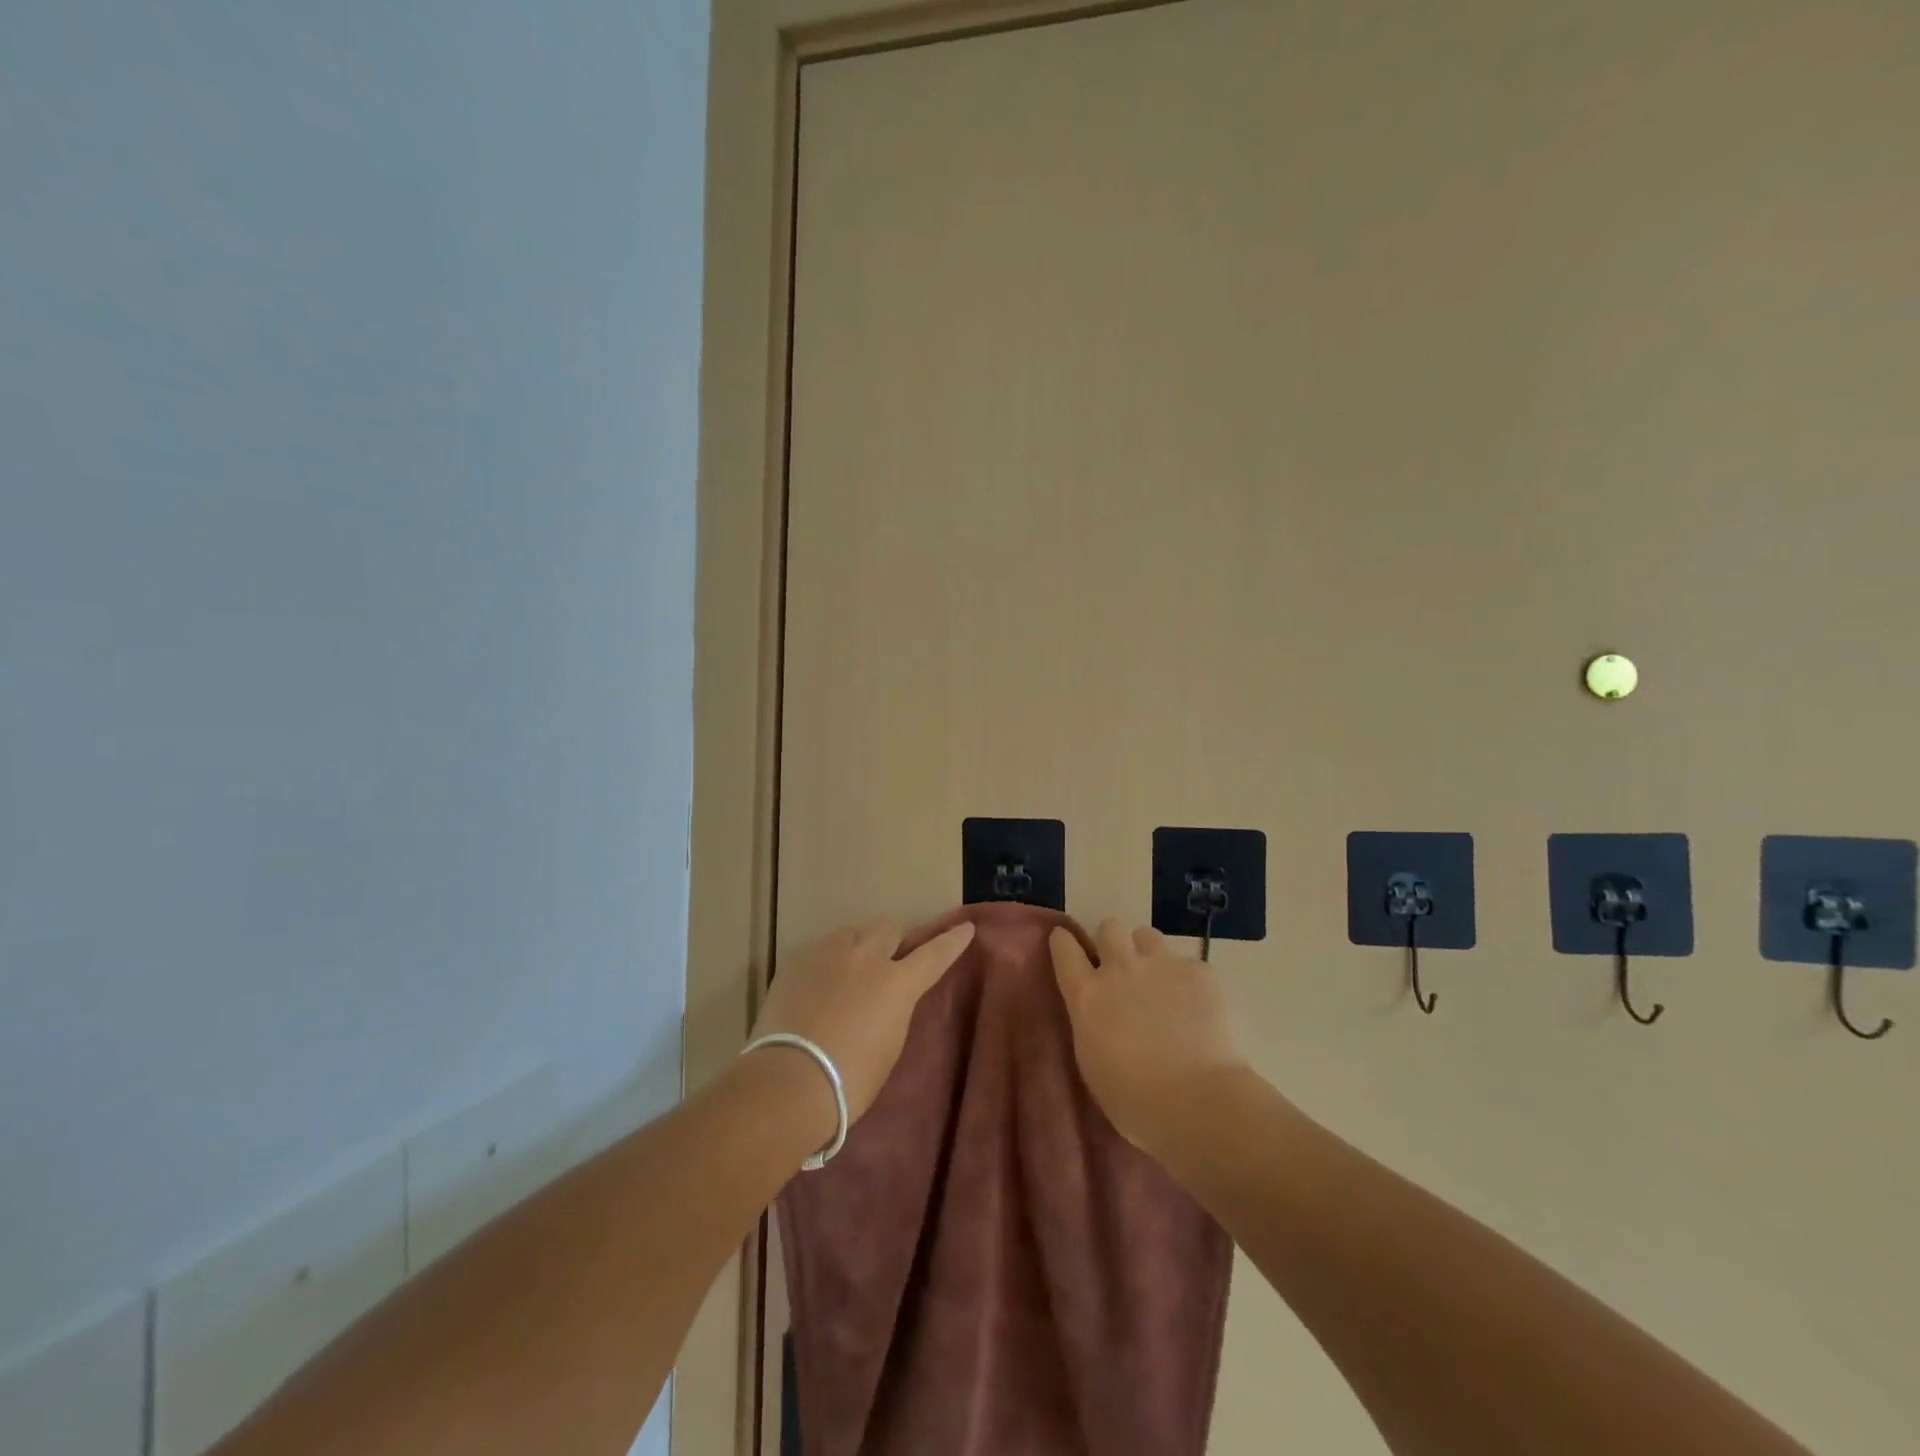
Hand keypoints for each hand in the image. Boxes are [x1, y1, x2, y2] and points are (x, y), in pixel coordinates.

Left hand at [748, 918, 975, 1129]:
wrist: (789, 1082)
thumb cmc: (850, 1080)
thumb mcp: (889, 1046)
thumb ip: (894, 1011)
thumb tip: (887, 999)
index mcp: (897, 983)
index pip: (934, 954)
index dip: (951, 941)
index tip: (964, 928)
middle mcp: (866, 957)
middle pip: (888, 928)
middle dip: (894, 940)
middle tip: (889, 959)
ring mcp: (827, 954)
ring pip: (851, 932)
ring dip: (858, 946)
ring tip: (849, 970)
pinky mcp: (796, 961)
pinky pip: (820, 950)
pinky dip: (826, 962)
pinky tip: (817, 985)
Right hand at [1049, 919, 1249, 1154]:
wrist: (1198, 1103)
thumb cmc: (1135, 1102)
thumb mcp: (1093, 1063)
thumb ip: (1092, 1025)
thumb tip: (1100, 1015)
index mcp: (1087, 995)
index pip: (1064, 948)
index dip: (1064, 943)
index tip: (1066, 944)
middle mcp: (1120, 968)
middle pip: (1109, 927)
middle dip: (1112, 942)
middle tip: (1122, 969)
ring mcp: (1162, 965)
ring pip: (1147, 935)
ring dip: (1148, 953)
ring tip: (1161, 982)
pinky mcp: (1200, 972)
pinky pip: (1189, 964)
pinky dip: (1189, 982)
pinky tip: (1199, 1009)